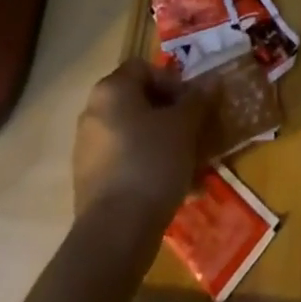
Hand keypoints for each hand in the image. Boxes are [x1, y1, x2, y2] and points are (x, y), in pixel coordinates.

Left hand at [72, 60, 208, 229]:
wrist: (115, 233)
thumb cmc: (151, 163)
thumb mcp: (184, 127)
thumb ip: (198, 100)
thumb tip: (213, 80)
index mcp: (111, 90)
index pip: (144, 68)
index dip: (172, 81)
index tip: (192, 105)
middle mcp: (93, 112)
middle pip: (138, 102)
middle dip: (170, 116)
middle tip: (195, 134)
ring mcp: (88, 148)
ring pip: (134, 135)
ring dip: (163, 144)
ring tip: (191, 166)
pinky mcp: (90, 181)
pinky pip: (126, 163)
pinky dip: (148, 168)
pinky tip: (175, 189)